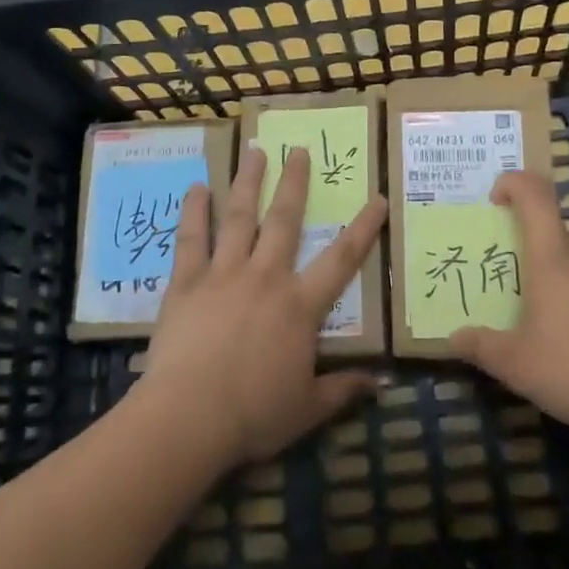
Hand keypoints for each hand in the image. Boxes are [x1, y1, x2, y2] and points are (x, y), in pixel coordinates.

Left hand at [142, 145, 385, 467]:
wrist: (188, 418)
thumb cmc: (253, 415)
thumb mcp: (307, 409)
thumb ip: (343, 390)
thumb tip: (382, 385)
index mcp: (299, 305)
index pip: (342, 260)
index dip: (363, 228)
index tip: (378, 197)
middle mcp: (266, 277)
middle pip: (284, 220)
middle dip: (295, 183)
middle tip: (298, 150)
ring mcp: (224, 274)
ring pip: (240, 218)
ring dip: (248, 182)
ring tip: (254, 151)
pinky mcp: (187, 282)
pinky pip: (191, 239)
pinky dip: (195, 212)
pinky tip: (197, 188)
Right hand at [449, 170, 568, 436]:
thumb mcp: (518, 365)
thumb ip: (482, 348)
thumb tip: (453, 338)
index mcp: (552, 256)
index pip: (535, 194)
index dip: (513, 183)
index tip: (494, 200)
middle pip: (552, 230)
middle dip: (527, 247)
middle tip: (508, 281)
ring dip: (554, 276)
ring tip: (539, 318)